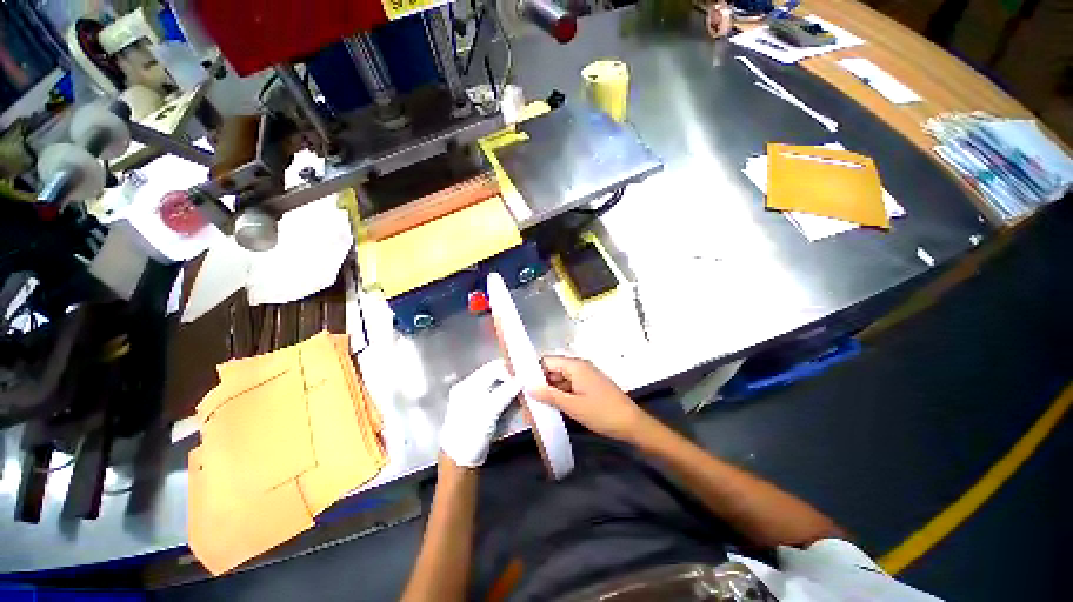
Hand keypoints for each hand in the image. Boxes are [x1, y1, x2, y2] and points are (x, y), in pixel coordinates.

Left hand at [440, 360, 520, 466]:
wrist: (460, 461)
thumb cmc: (471, 433)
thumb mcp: (489, 411)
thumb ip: (505, 392)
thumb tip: (522, 379)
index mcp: (468, 384)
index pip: (492, 368)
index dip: (508, 371)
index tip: (523, 379)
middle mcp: (470, 388)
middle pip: (495, 376)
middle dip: (511, 380)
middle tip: (526, 386)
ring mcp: (475, 399)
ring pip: (498, 386)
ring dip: (511, 390)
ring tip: (523, 395)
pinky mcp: (481, 410)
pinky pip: (497, 397)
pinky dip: (507, 399)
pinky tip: (516, 404)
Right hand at [529, 356, 651, 443]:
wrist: (632, 424)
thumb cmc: (602, 413)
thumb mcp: (573, 406)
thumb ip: (549, 395)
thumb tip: (528, 387)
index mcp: (575, 366)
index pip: (547, 361)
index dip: (533, 371)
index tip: (521, 384)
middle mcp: (579, 367)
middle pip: (553, 370)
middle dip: (540, 384)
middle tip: (526, 400)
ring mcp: (585, 377)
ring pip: (560, 380)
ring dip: (549, 391)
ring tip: (535, 407)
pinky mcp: (589, 387)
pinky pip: (569, 387)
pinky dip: (560, 395)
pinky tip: (551, 408)